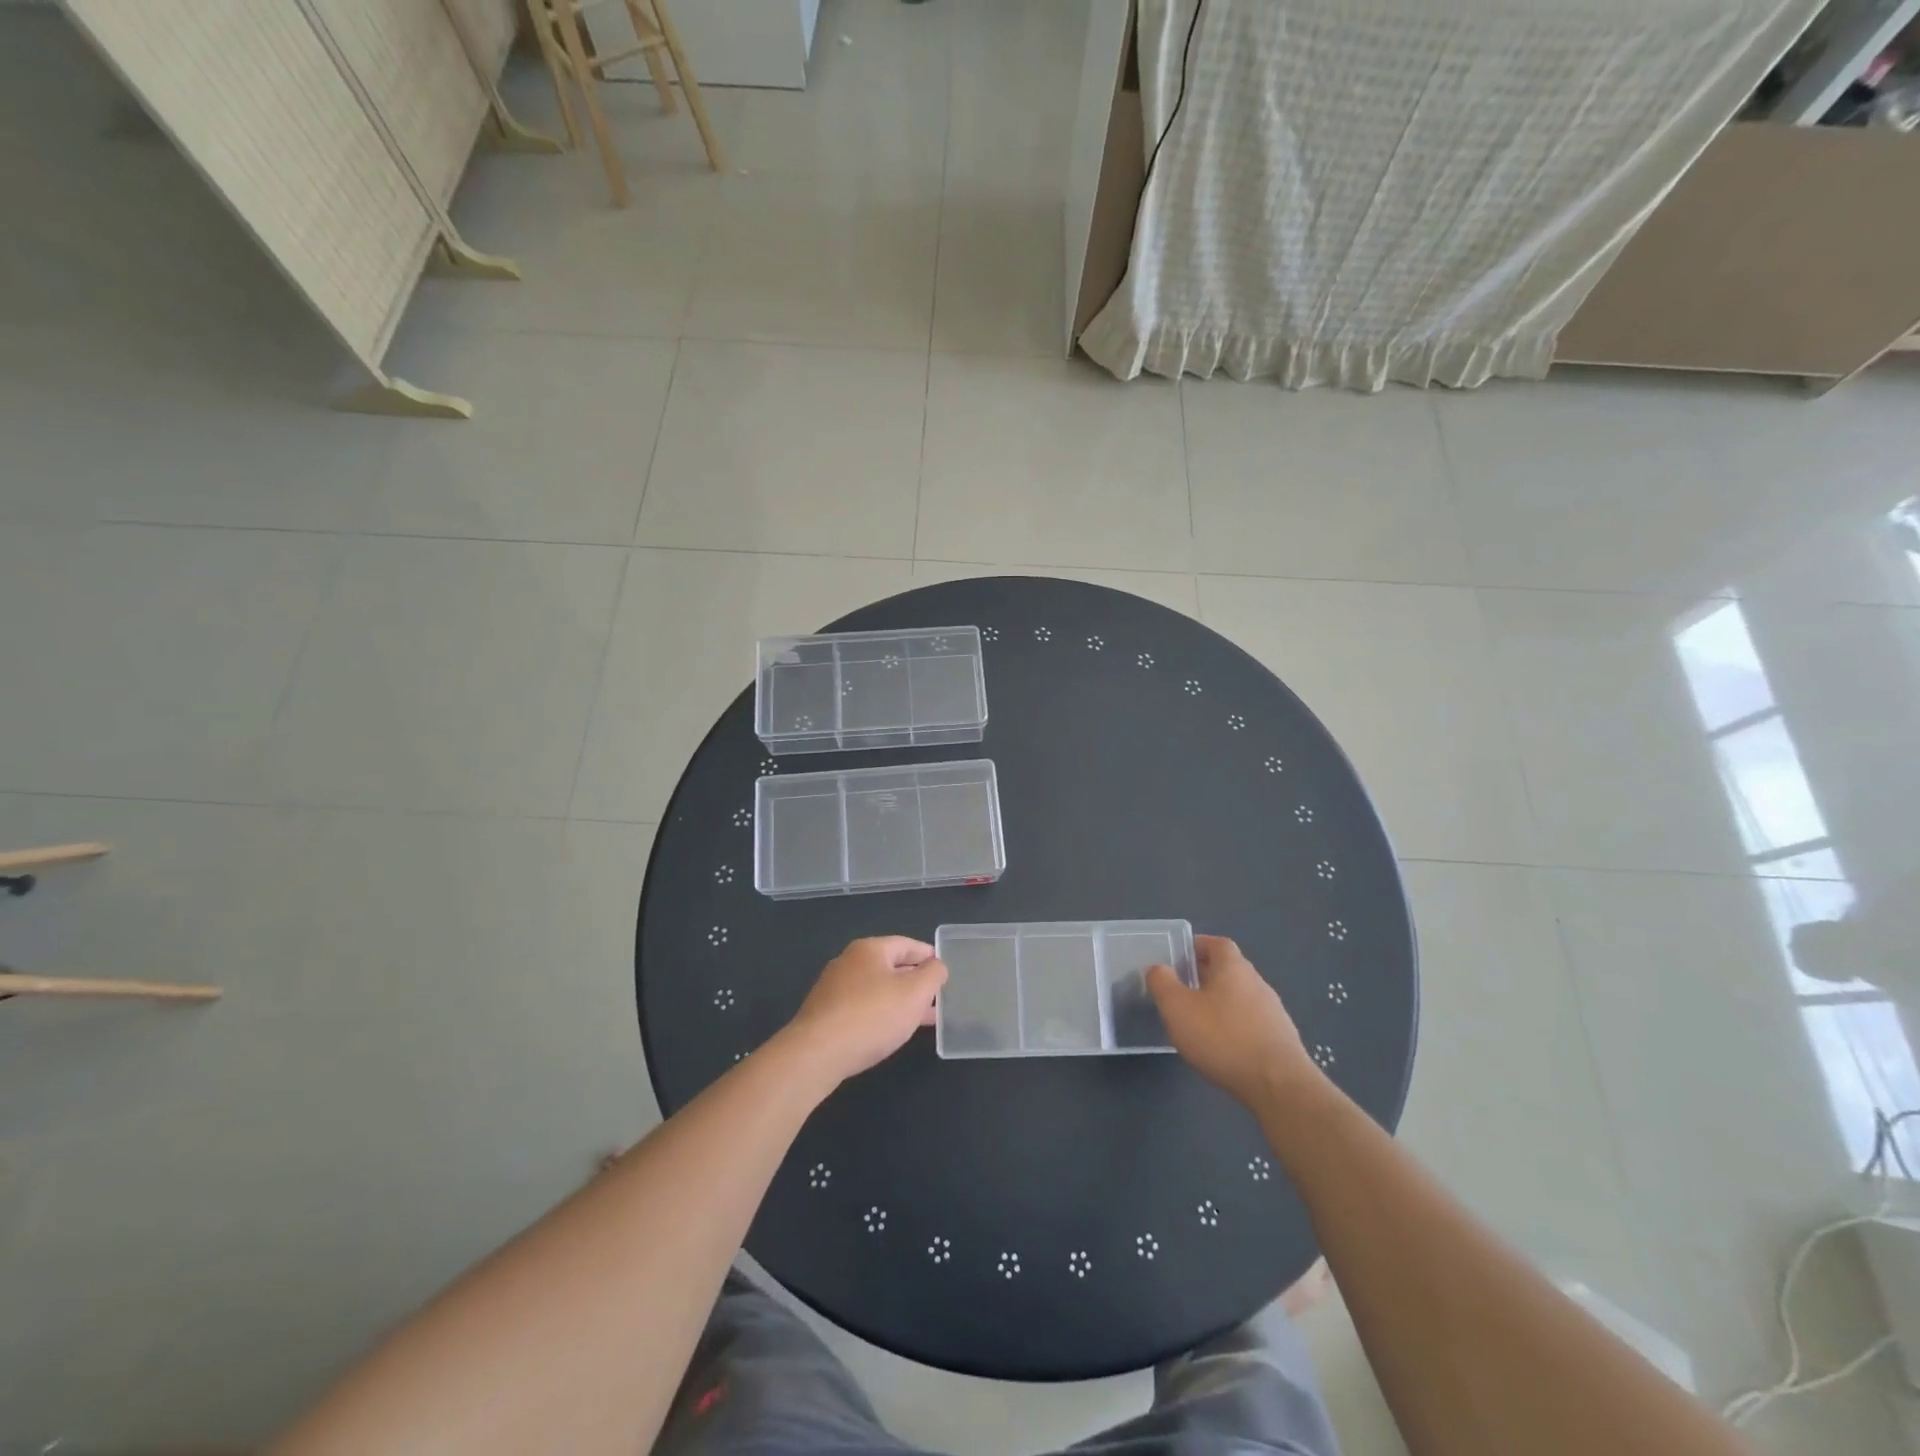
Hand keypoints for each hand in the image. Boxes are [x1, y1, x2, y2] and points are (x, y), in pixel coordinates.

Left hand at [785, 937, 948, 1083]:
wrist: (816, 1054)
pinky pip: (862, 1007)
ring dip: (900, 1000)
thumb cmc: (872, 1016)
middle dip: (915, 981)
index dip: (928, 955)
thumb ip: (933, 975)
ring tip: (922, 1018)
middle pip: (890, 966)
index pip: (907, 944)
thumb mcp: (915, 993)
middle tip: (937, 997)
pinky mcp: (826, 1013)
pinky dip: (881, 1013)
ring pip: (877, 989)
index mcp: (870, 949)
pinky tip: (891, 1031)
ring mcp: (834, 988)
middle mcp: (849, 962)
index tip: (944, 969)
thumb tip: (936, 966)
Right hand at [1148, 935, 1319, 1107]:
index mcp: (1233, 967)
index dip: (1198, 945)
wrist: (1278, 1086)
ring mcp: (1274, 1012)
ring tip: (1199, 1021)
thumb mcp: (1177, 1008)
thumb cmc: (1222, 1038)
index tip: (1179, 957)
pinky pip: (1252, 1022)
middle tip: (1182, 989)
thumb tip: (1159, 968)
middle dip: (1206, 975)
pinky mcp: (1282, 1040)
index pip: (1217, 943)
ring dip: (1221, 1003)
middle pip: (1230, 970)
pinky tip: (1223, 1047)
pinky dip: (1235, 1026)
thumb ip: (1163, 983)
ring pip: (1241, 997)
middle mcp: (1257, 983)